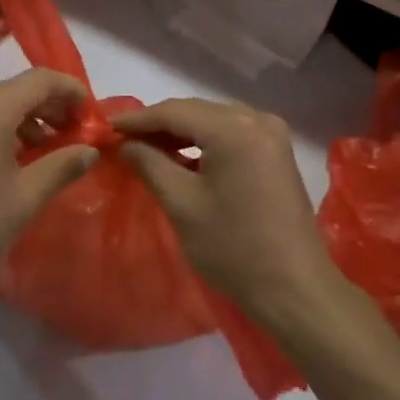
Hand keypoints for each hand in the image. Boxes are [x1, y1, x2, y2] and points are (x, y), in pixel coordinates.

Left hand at [0, 69, 98, 300]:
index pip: (41, 80)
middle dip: (50, 107)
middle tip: (74, 137)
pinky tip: (9, 158)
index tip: (91, 116)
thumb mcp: (24, 200)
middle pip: (17, 89)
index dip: (72, 92)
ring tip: (45, 152)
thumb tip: (90, 150)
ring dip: (25, 119)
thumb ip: (62, 167)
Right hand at [117, 99, 341, 325]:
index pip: (175, 111)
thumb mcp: (182, 204)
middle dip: (158, 124)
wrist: (294, 287)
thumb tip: (127, 144)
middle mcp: (257, 120)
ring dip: (180, 133)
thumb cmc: (233, 247)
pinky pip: (232, 135)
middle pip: (196, 111)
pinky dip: (204, 143)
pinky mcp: (277, 154)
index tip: (106, 127)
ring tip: (146, 148)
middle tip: (122, 139)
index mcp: (234, 128)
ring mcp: (272, 136)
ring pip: (214, 122)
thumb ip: (150, 164)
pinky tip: (182, 158)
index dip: (138, 119)